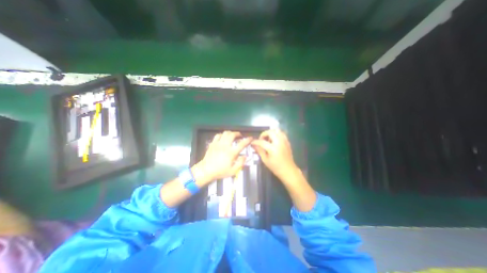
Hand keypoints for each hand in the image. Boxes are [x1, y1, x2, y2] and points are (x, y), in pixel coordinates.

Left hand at [191, 131, 250, 185]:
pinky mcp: (213, 143)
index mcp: (231, 153)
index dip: (248, 140)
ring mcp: (218, 143)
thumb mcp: (233, 171)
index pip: (242, 144)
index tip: (250, 138)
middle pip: (233, 134)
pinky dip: (222, 135)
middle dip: (238, 133)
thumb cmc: (220, 171)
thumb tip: (245, 156)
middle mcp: (225, 146)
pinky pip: (218, 135)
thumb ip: (240, 163)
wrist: (206, 170)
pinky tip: (223, 137)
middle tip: (240, 136)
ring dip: (231, 133)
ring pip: (225, 133)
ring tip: (233, 136)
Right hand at [253, 128, 298, 182]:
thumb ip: (259, 151)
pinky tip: (274, 140)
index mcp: (273, 148)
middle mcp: (279, 142)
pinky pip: (281, 133)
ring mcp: (284, 141)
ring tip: (268, 139)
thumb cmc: (276, 167)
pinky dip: (276, 134)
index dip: (255, 141)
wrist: (288, 170)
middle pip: (270, 132)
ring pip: (277, 130)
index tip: (252, 142)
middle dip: (264, 134)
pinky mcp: (287, 142)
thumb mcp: (265, 160)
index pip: (262, 142)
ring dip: (271, 133)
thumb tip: (253, 145)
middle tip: (261, 140)